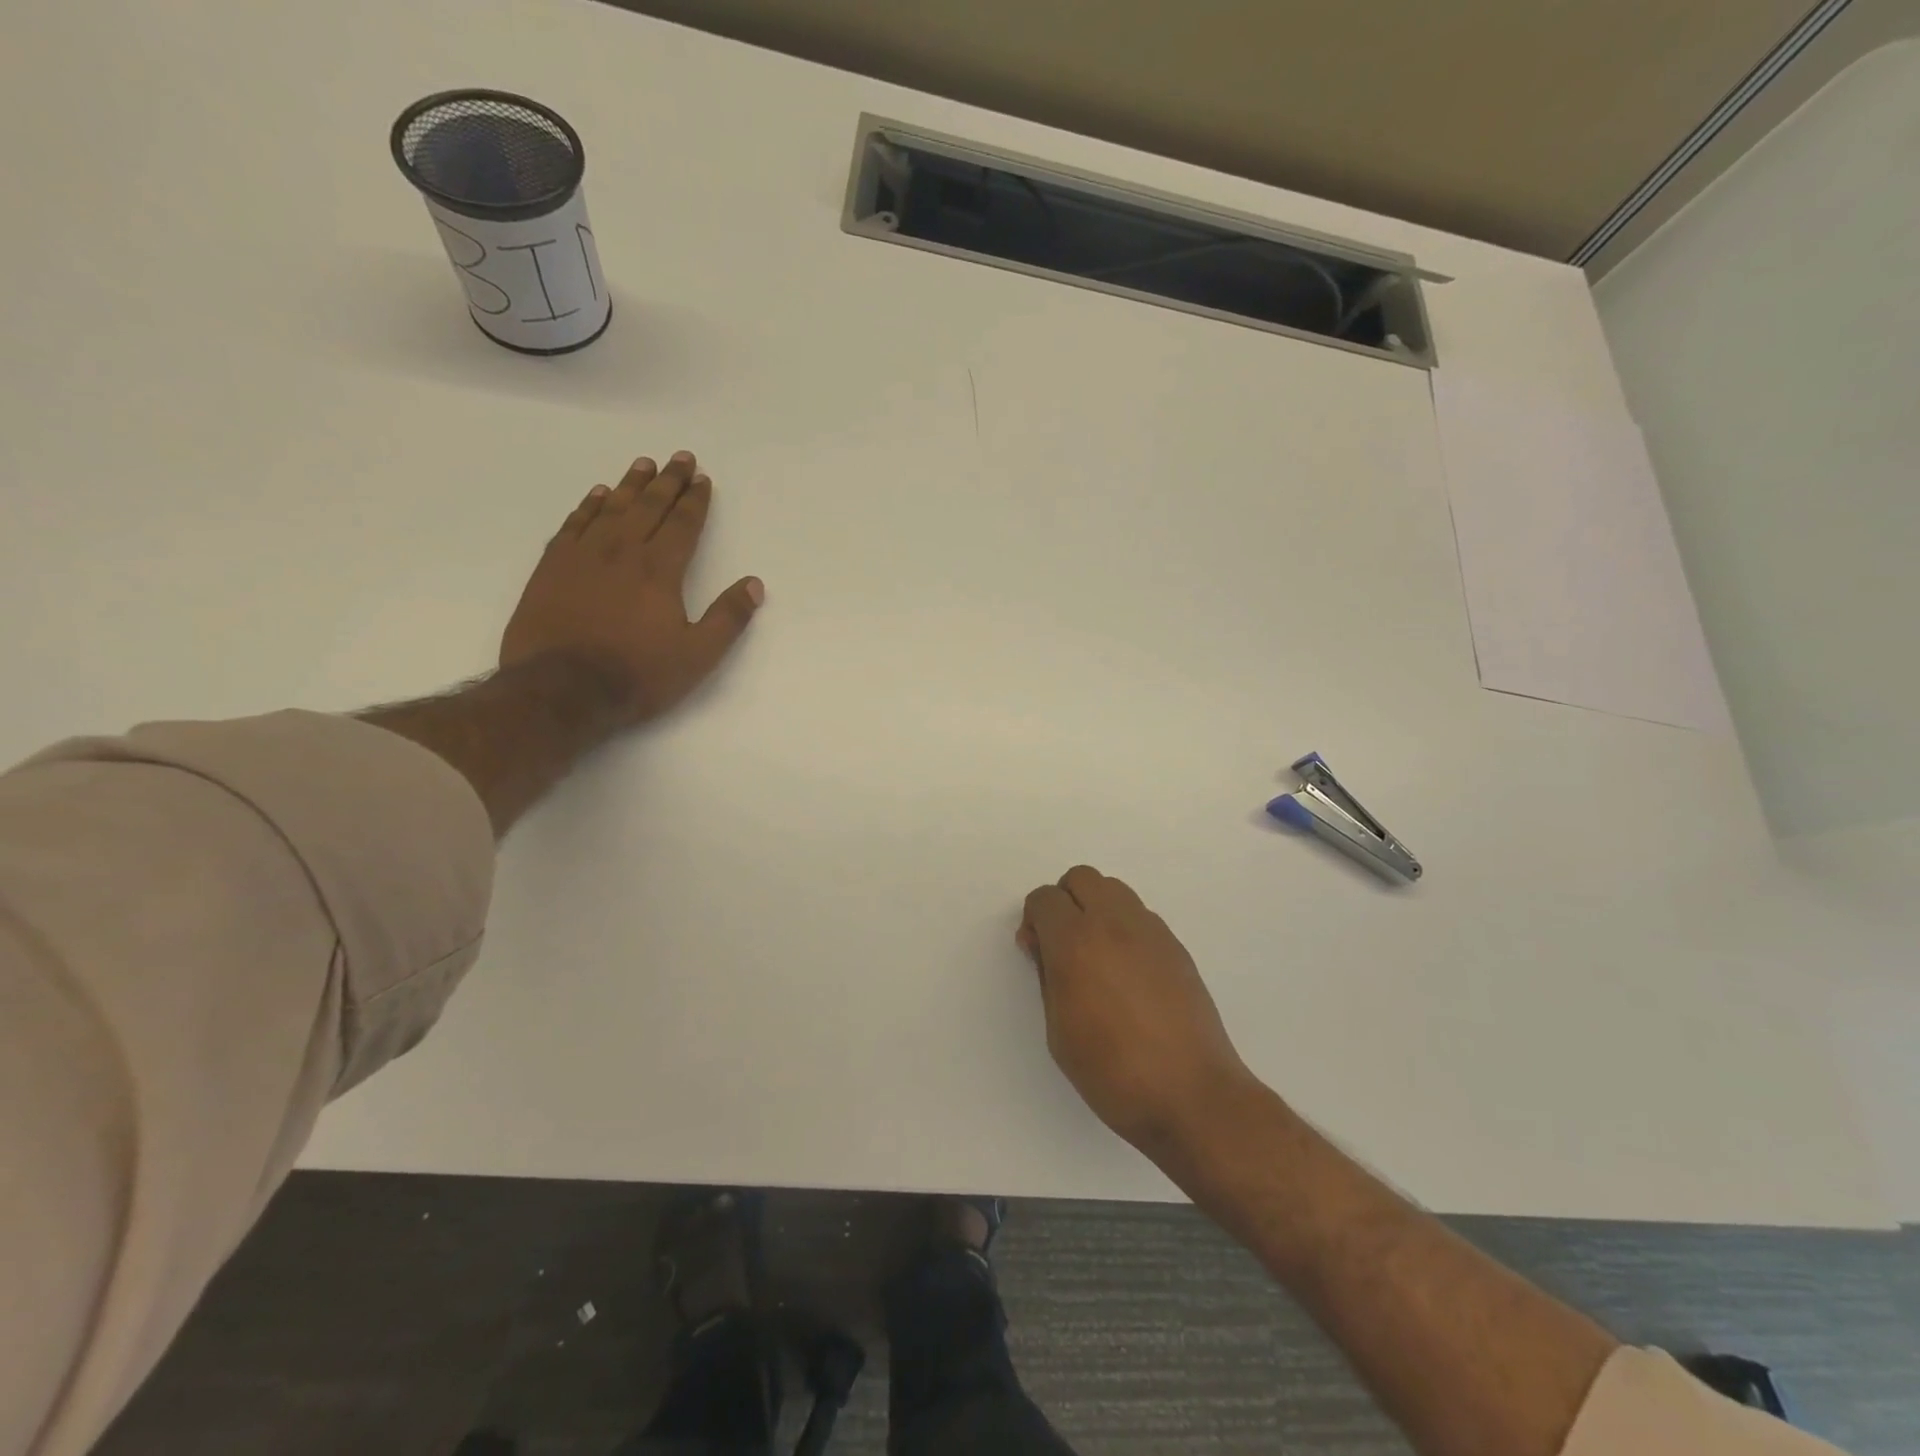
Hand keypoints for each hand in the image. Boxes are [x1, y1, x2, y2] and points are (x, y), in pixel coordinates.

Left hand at [500, 452, 763, 724]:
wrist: (561, 689)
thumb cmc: (637, 675)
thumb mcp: (698, 656)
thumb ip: (728, 618)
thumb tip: (755, 584)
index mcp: (659, 571)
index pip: (682, 525)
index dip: (695, 501)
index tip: (703, 479)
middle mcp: (621, 552)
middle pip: (648, 507)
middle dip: (668, 481)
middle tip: (680, 457)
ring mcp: (582, 556)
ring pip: (610, 509)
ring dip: (629, 484)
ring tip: (643, 464)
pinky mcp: (552, 568)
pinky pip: (573, 524)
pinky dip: (587, 506)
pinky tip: (596, 495)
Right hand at [1019, 866, 1253, 1157]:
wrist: (1192, 1095)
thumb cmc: (1113, 1073)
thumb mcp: (1059, 1032)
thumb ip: (1047, 977)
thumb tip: (1044, 946)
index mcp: (1076, 943)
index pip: (1045, 898)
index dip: (1034, 920)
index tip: (1037, 952)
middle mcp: (1114, 924)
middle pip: (1081, 878)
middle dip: (1065, 902)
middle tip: (1064, 944)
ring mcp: (1151, 931)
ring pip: (1114, 889)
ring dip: (1097, 908)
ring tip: (1098, 956)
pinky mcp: (1176, 946)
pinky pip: (1140, 916)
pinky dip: (1124, 927)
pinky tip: (1128, 973)